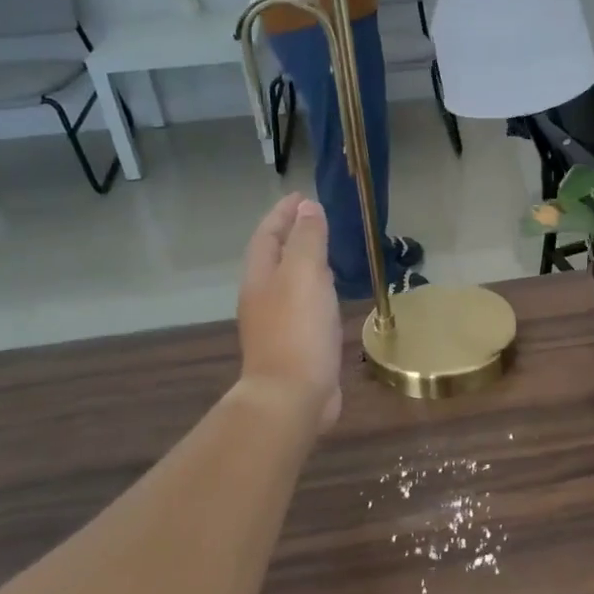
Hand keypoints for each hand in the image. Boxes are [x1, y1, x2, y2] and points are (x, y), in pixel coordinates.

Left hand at [237, 195, 342, 432]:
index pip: (268, 235)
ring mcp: (278, 324)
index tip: (303, 196)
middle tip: (318, 221)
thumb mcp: (304, 275)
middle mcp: (263, 298)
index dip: (283, 213)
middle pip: (275, 258)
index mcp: (260, 277)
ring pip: (290, 284)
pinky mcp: (296, 345)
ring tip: (329, 254)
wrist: (292, 396)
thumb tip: (308, 208)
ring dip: (306, 265)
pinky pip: (305, 307)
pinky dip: (317, 292)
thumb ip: (308, 239)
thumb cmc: (298, 330)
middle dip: (293, 236)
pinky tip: (332, 298)